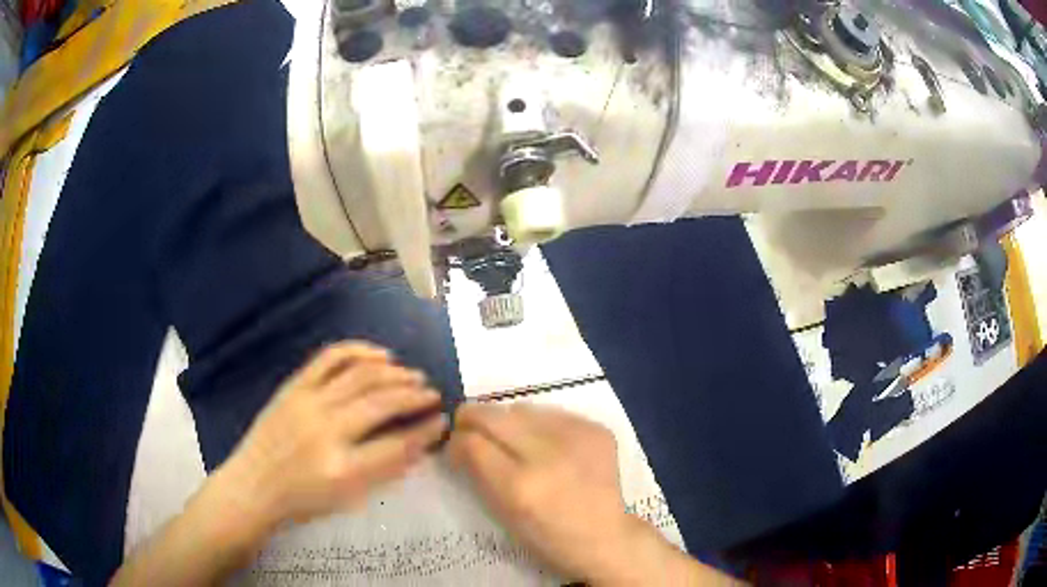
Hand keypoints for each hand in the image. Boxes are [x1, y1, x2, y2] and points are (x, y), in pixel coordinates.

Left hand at [214, 342, 448, 534]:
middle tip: (433, 394)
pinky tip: (379, 355)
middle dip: (415, 395)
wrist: (253, 486)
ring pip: (360, 374)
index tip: (443, 421)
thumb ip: (383, 469)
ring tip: (413, 374)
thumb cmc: (302, 500)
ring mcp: (307, 402)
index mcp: (342, 469)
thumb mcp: (348, 498)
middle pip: (381, 402)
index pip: (397, 444)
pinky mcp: (293, 386)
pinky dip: (358, 351)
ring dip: (394, 372)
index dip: (426, 431)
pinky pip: (330, 357)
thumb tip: (416, 442)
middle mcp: (326, 430)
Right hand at [448, 404, 633, 580]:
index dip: (456, 440)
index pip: (471, 442)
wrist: (606, 536)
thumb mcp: (501, 513)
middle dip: (472, 417)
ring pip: (521, 407)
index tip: (454, 445)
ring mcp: (576, 437)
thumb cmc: (547, 537)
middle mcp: (547, 455)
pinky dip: (539, 424)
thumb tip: (458, 441)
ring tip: (512, 438)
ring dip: (507, 420)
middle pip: (493, 415)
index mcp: (519, 486)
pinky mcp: (595, 428)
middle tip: (469, 426)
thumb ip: (476, 472)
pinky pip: (552, 413)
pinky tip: (545, 442)